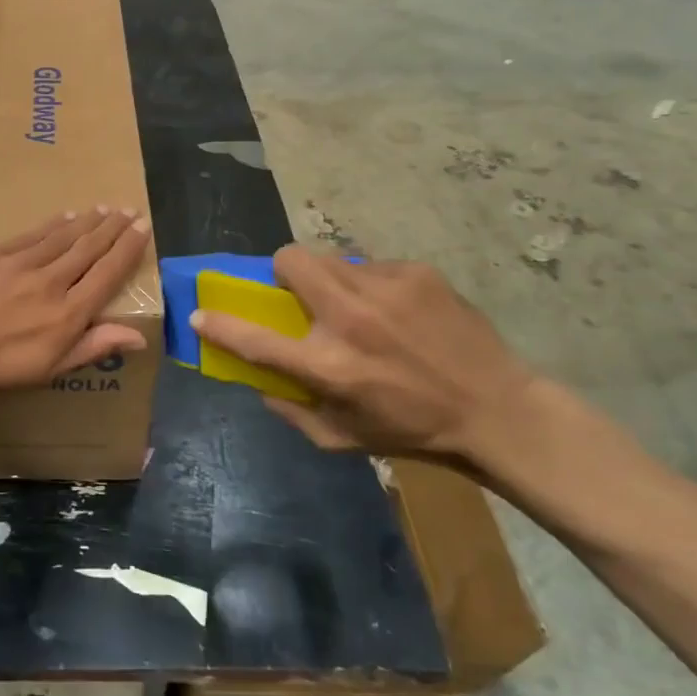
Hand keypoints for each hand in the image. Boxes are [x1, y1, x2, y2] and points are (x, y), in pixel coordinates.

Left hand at [0, 208, 152, 395]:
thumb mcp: (46, 369)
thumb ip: (92, 347)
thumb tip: (140, 336)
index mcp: (67, 314)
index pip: (108, 273)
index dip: (128, 249)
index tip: (144, 228)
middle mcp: (51, 281)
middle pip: (89, 248)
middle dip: (113, 228)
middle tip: (129, 211)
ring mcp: (21, 262)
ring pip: (63, 236)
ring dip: (87, 221)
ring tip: (104, 209)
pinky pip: (33, 233)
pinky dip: (53, 224)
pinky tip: (64, 216)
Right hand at [188, 247, 536, 464]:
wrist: (496, 410)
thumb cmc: (413, 431)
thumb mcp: (343, 439)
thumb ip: (291, 412)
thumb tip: (258, 382)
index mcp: (328, 367)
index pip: (254, 339)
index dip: (219, 323)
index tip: (200, 312)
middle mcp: (349, 319)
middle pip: (289, 260)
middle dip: (282, 273)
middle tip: (300, 295)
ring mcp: (384, 289)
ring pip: (328, 257)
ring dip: (327, 278)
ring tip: (357, 305)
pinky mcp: (414, 272)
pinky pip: (370, 266)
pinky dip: (371, 285)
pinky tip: (398, 312)